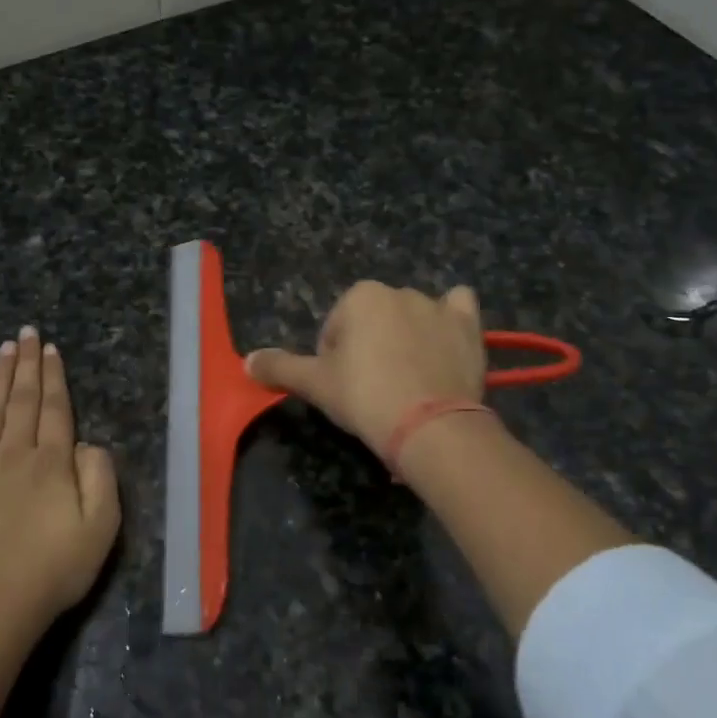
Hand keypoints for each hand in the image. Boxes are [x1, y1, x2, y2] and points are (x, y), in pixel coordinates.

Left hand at [0, 326, 120, 632]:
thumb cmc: (51, 569)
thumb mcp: (101, 528)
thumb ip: (101, 477)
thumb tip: (88, 444)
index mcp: (52, 462)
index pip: (55, 409)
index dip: (54, 377)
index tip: (51, 349)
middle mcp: (14, 454)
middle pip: (21, 400)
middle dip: (26, 364)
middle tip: (27, 332)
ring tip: (4, 349)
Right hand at [247, 281, 486, 455]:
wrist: (429, 426)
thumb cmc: (365, 397)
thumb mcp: (315, 384)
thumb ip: (280, 367)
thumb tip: (247, 360)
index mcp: (361, 296)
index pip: (336, 329)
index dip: (334, 360)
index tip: (344, 389)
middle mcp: (400, 291)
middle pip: (373, 322)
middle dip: (370, 348)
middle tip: (373, 389)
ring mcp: (438, 306)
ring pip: (413, 316)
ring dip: (407, 337)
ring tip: (409, 380)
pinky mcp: (469, 326)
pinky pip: (459, 307)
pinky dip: (451, 319)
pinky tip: (445, 342)